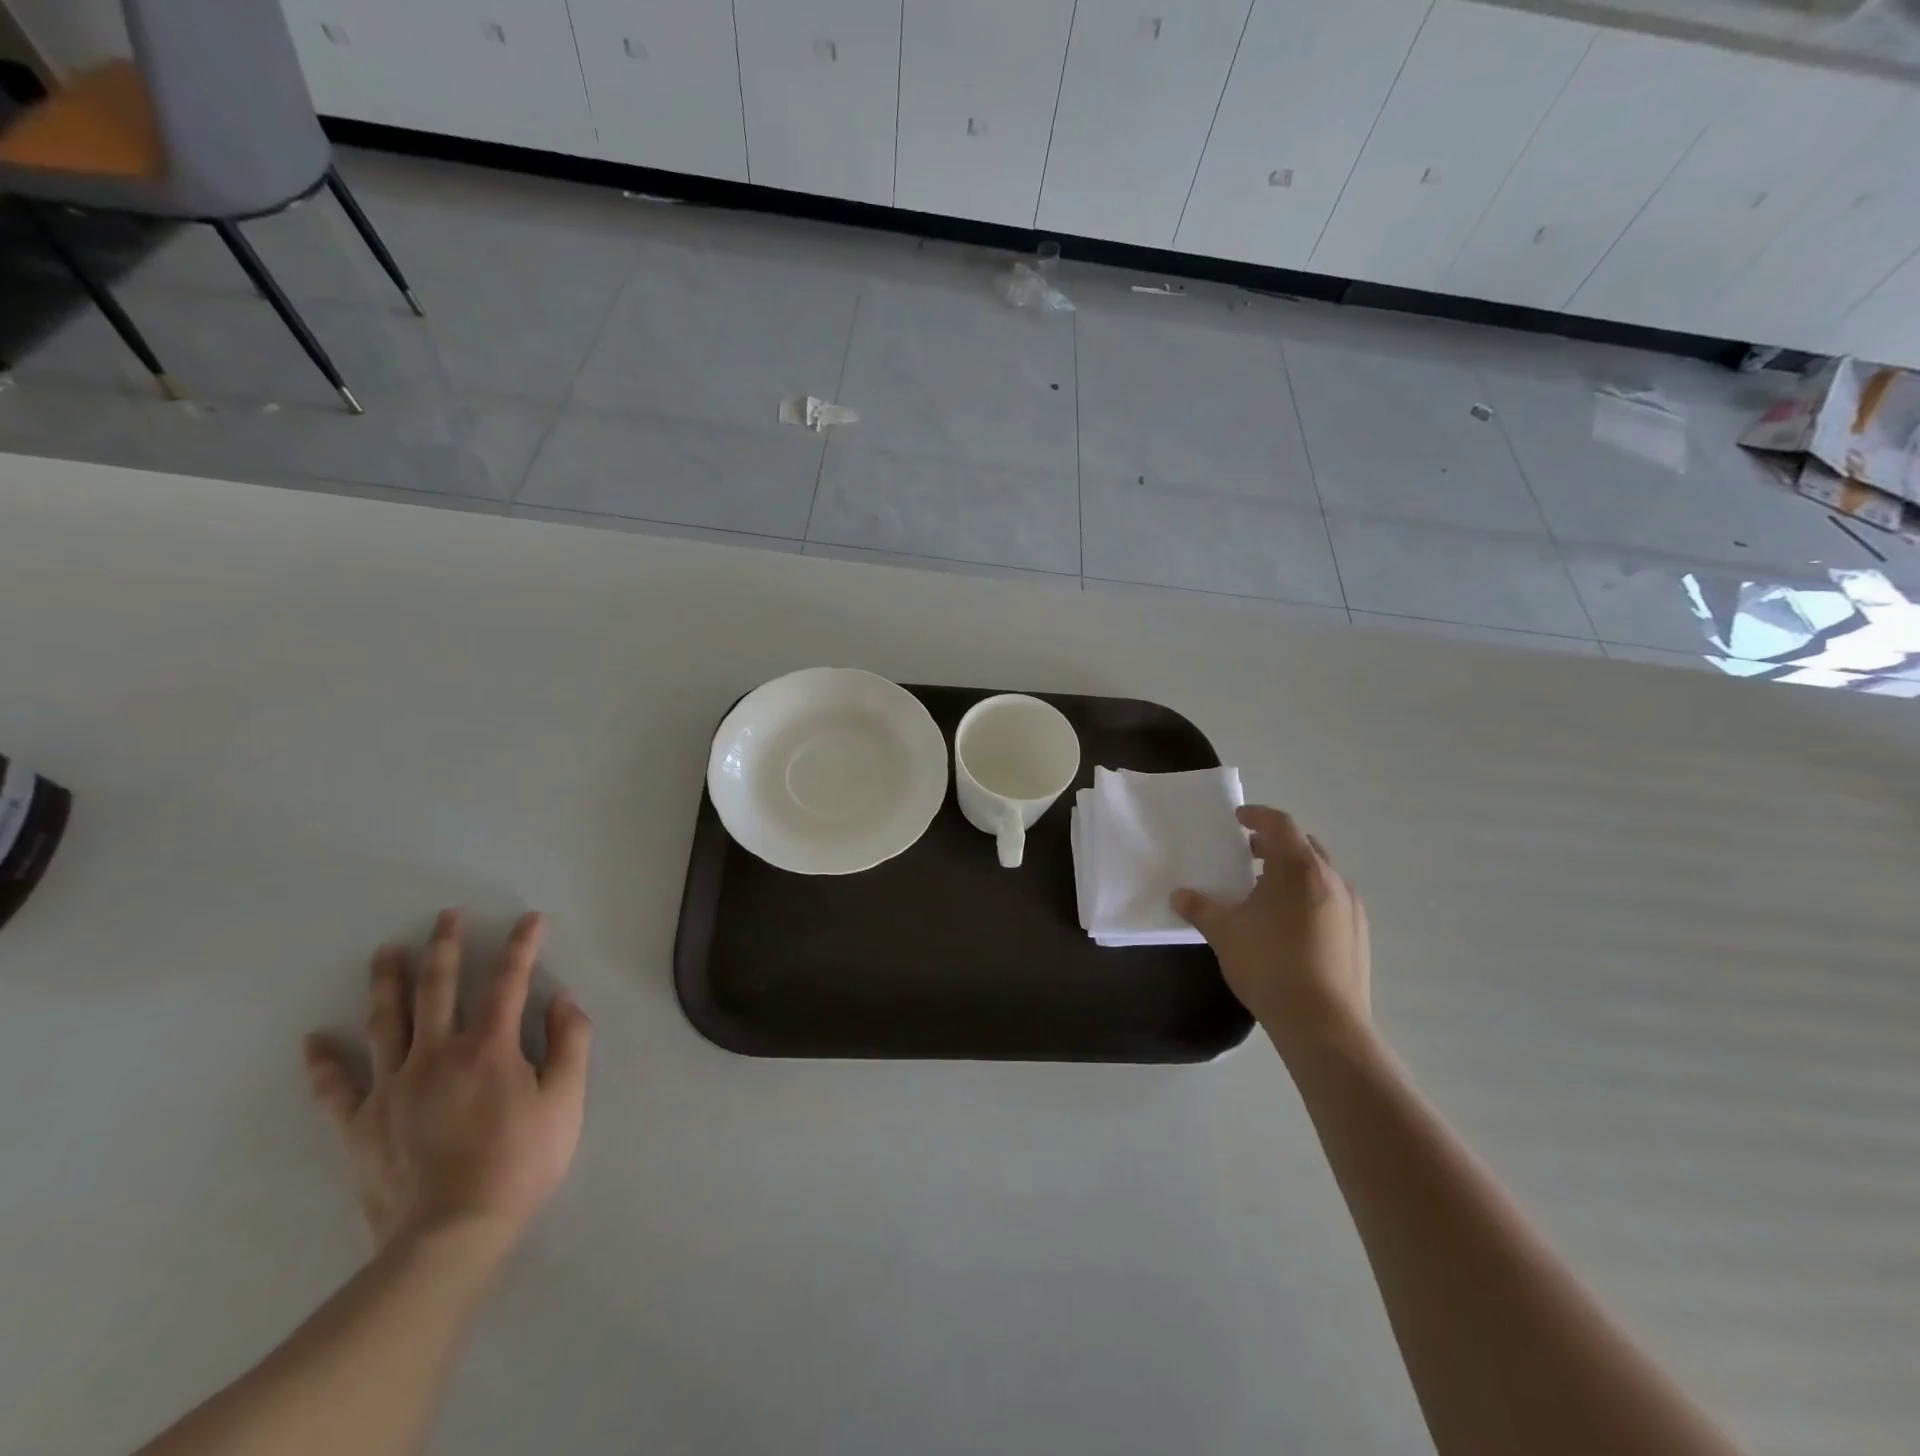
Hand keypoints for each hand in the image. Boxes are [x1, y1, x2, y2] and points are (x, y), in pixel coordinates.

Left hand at [301, 910, 591, 1254]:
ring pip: (387, 1023)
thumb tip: (562, 998)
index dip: (522, 946)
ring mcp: (392, 1089)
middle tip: (445, 916)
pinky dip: (324, 1063)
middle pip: (438, 990)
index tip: (530, 919)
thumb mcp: (567, 1100)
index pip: (508, 982)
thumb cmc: (521, 1163)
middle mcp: (436, 1055)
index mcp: (489, 1048)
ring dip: (388, 984)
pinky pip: (336, 1089)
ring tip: (386, 952)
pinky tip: (314, 1040)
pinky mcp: (361, 1125)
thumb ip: (570, 1042)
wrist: (451, 1236)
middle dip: (445, 948)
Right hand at [1172, 806, 1371, 1056]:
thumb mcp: (1224, 932)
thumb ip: (1200, 907)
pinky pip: (1331, 900)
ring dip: (1292, 873)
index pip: (1279, 824)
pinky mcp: (1359, 935)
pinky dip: (1308, 897)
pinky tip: (1288, 925)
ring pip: (1319, 874)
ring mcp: (1351, 907)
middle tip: (1247, 854)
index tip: (1238, 818)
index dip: (1257, 815)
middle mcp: (1331, 878)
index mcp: (1298, 867)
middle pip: (1303, 846)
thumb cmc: (1269, 964)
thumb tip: (1179, 895)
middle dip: (1274, 844)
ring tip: (1264, 892)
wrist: (1324, 1023)